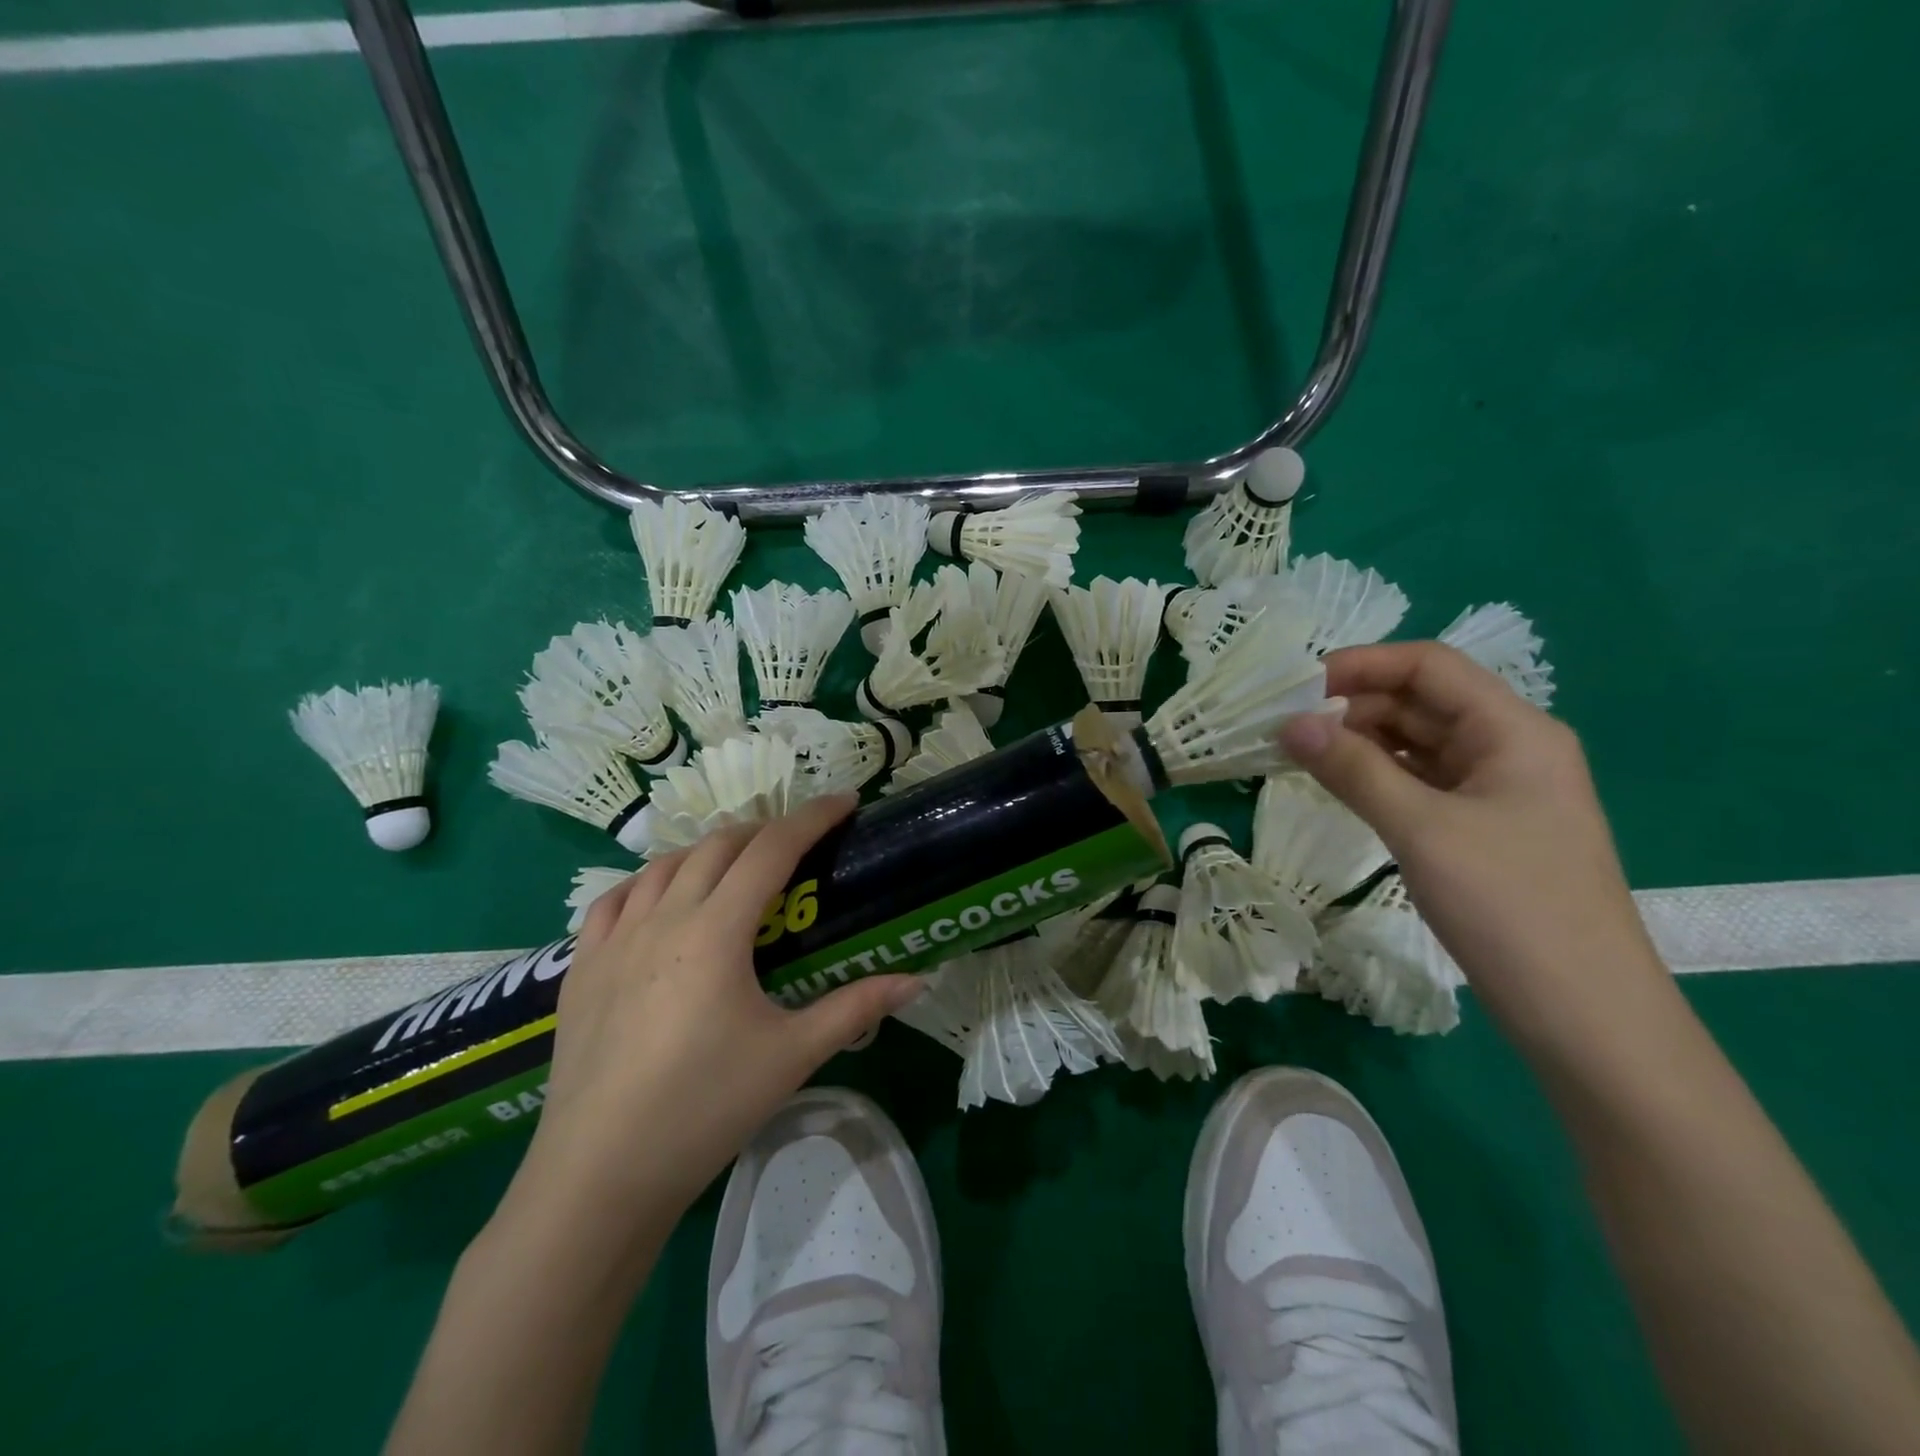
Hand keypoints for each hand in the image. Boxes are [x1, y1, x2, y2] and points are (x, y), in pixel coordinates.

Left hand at [504, 795, 923, 1246]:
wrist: (599, 1176)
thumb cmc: (704, 1109)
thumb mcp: (792, 1056)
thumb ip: (856, 1008)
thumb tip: (918, 981)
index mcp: (716, 931)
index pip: (772, 850)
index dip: (813, 818)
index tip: (846, 801)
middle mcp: (663, 918)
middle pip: (718, 845)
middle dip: (765, 830)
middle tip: (799, 843)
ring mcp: (614, 940)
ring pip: (664, 865)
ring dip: (708, 851)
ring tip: (736, 866)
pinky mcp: (580, 969)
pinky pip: (613, 901)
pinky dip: (648, 883)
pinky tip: (659, 898)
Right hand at [1279, 642, 1665, 1053]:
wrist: (1585, 1014)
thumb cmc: (1510, 906)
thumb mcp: (1422, 829)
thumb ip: (1353, 769)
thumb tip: (1289, 724)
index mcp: (1513, 731)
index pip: (1429, 666)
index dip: (1362, 664)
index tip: (1296, 686)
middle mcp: (1509, 749)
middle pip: (1422, 701)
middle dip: (1354, 705)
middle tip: (1286, 726)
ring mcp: (1497, 792)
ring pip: (1419, 744)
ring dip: (1361, 742)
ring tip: (1299, 753)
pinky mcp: (1482, 829)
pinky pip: (1421, 782)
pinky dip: (1377, 776)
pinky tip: (1338, 786)